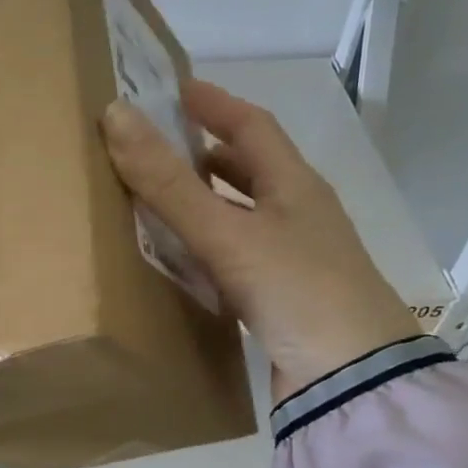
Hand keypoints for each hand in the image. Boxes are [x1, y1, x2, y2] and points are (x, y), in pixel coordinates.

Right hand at [101, 79, 418, 401]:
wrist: (351, 378)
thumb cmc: (296, 290)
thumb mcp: (228, 233)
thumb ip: (169, 183)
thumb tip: (115, 116)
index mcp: (295, 186)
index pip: (252, 126)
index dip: (214, 104)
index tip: (174, 89)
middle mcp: (299, 214)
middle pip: (251, 169)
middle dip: (207, 151)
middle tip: (158, 145)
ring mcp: (294, 258)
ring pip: (244, 214)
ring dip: (207, 201)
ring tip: (161, 198)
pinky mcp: (283, 296)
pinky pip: (239, 255)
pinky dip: (209, 245)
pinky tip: (184, 258)